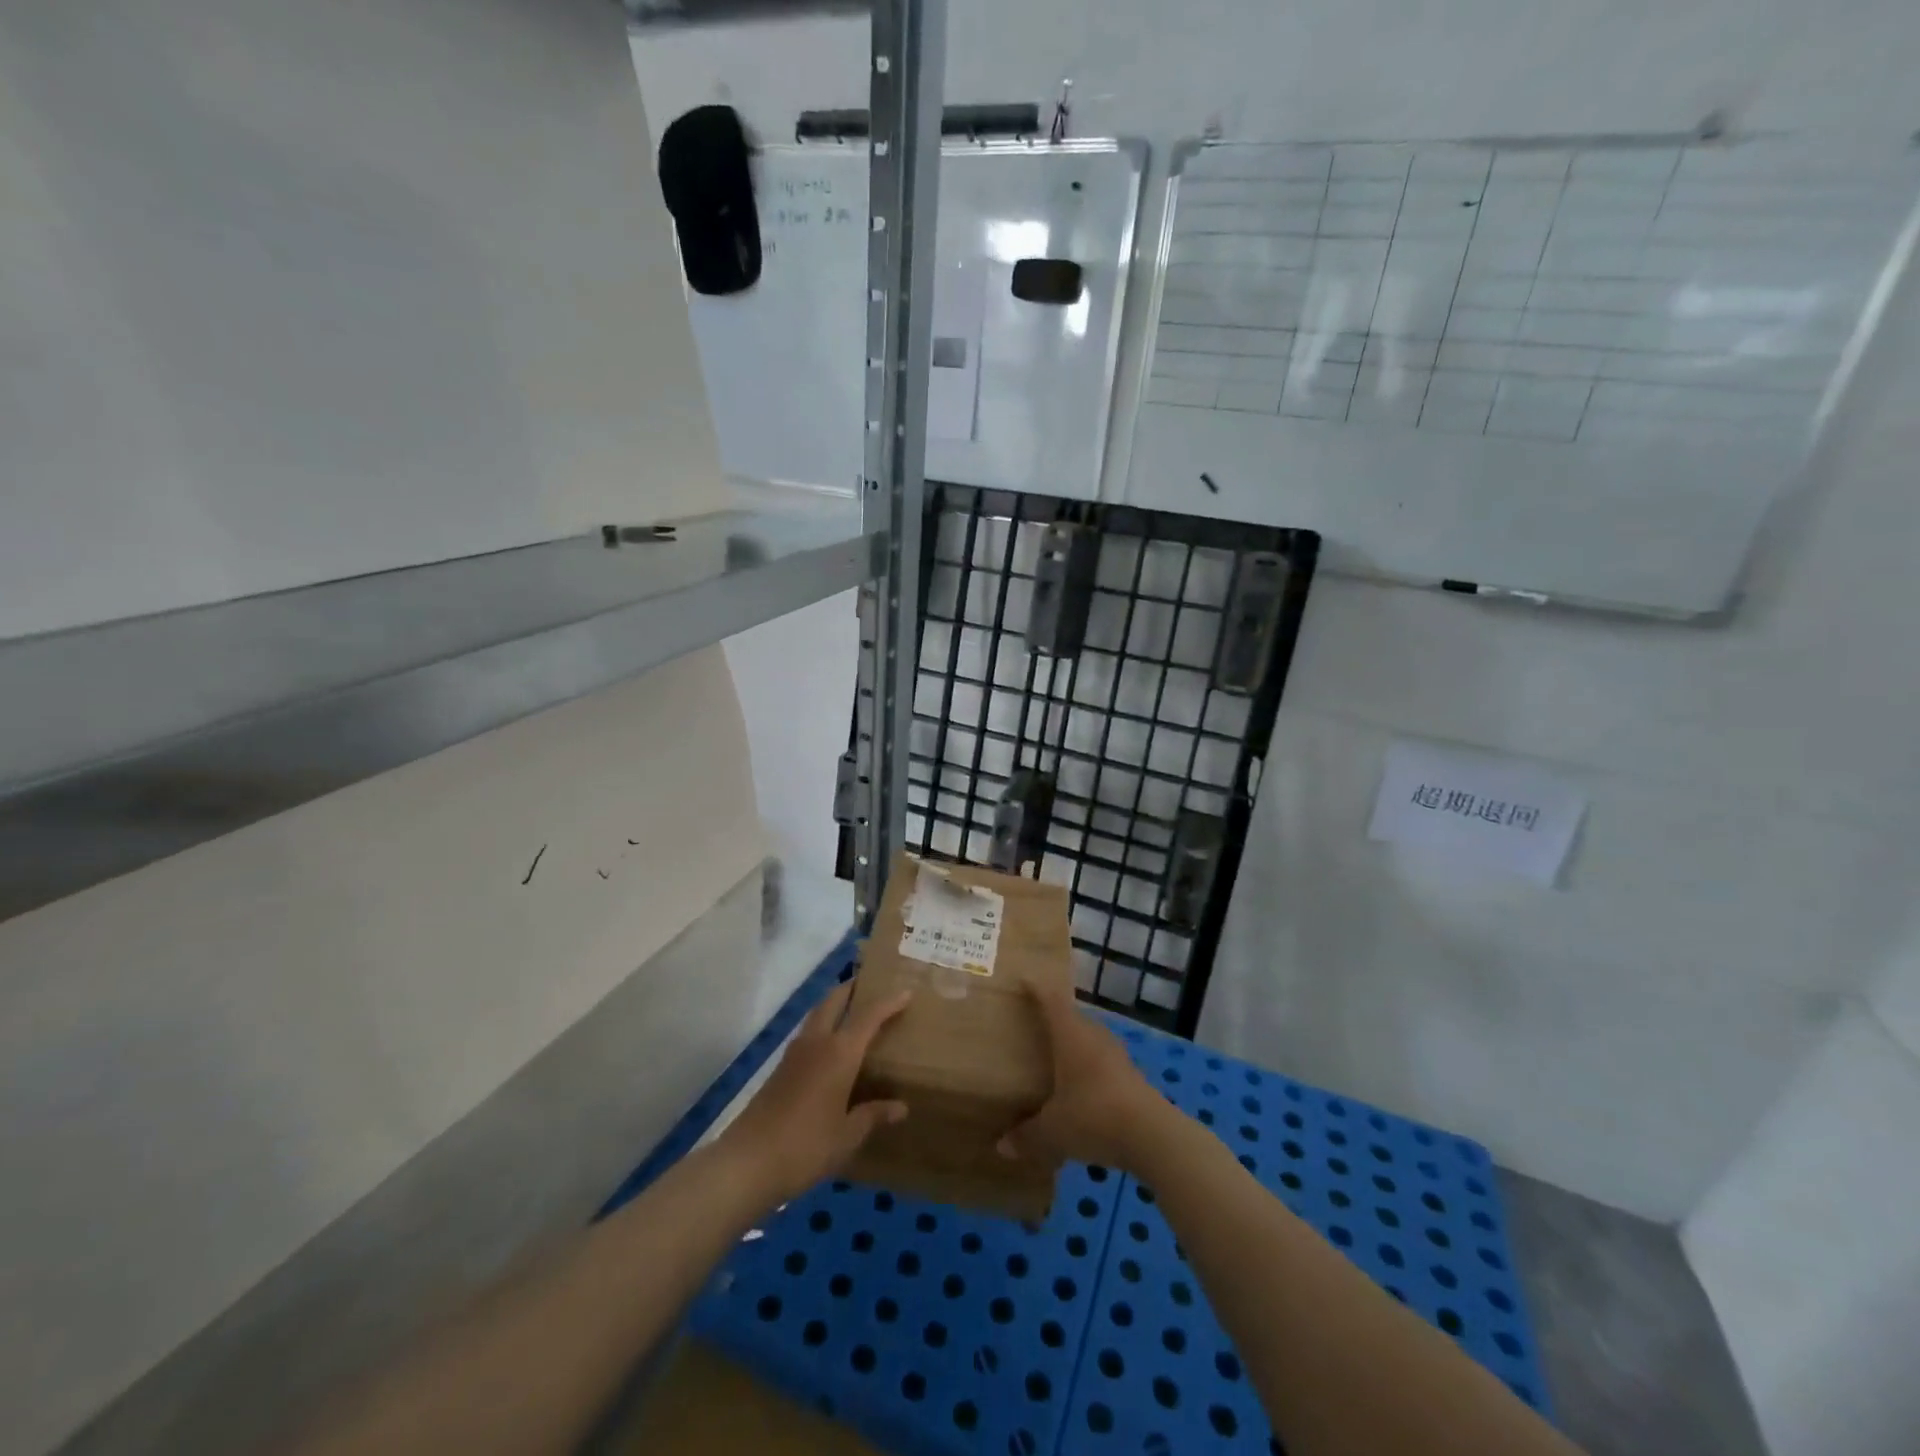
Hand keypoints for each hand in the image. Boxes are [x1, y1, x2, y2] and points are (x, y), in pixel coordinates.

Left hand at [717, 981, 911, 1205]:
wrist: (748, 1161)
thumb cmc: (806, 1146)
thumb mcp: (847, 1136)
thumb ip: (873, 1115)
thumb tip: (900, 1107)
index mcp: (840, 1053)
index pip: (869, 1016)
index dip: (889, 1002)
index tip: (907, 991)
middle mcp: (818, 1043)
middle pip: (834, 1000)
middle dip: (853, 988)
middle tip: (871, 985)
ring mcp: (795, 1053)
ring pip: (817, 1013)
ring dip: (835, 1005)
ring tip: (853, 1011)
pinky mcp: (780, 1067)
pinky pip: (808, 1033)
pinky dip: (823, 1026)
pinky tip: (830, 1048)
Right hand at [996, 985, 1168, 1173]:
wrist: (1153, 1136)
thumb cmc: (1094, 1116)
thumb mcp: (1053, 1131)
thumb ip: (1027, 1136)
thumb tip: (1002, 1146)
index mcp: (1071, 1034)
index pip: (1051, 1000)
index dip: (1036, 989)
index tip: (1023, 980)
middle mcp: (1094, 1035)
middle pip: (1071, 1017)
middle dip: (1053, 1019)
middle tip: (1031, 1025)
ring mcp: (1116, 1054)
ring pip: (1088, 1040)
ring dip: (1073, 1045)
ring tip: (1054, 1058)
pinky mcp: (1131, 1075)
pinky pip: (1102, 1062)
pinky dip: (1088, 1068)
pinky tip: (1080, 1089)